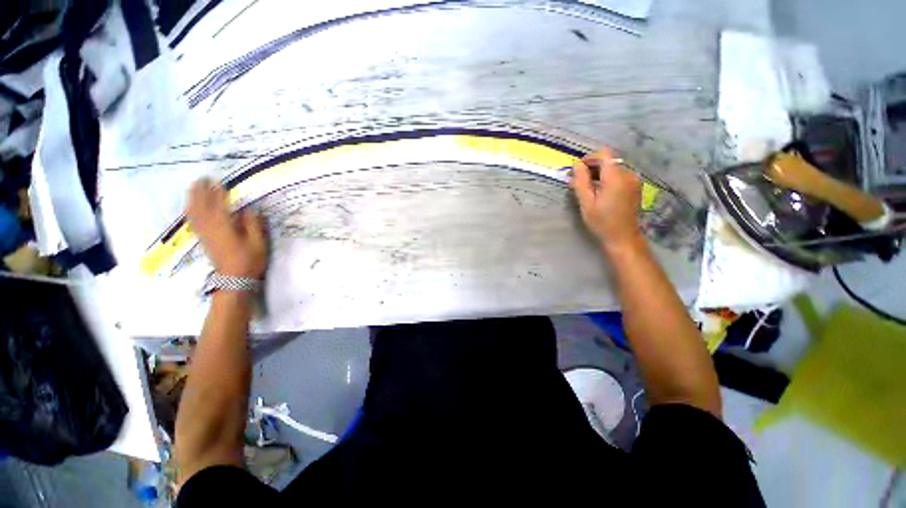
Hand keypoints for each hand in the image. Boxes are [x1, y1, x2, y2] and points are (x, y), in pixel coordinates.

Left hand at [186, 179, 267, 277]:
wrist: (234, 279)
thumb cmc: (250, 260)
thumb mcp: (258, 242)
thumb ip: (253, 224)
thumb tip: (249, 209)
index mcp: (224, 227)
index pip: (219, 205)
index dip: (218, 193)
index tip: (220, 181)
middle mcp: (210, 227)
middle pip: (201, 205)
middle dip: (200, 191)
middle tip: (203, 179)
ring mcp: (204, 233)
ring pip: (193, 212)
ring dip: (193, 198)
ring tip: (195, 188)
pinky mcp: (203, 239)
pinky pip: (193, 220)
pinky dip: (191, 210)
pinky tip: (193, 206)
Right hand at [571, 147, 643, 250]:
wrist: (623, 237)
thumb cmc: (602, 222)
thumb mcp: (586, 203)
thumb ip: (581, 181)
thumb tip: (576, 164)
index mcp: (616, 178)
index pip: (604, 154)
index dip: (589, 158)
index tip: (578, 170)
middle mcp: (628, 174)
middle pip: (609, 160)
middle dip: (592, 167)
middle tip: (578, 181)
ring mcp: (634, 180)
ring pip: (613, 168)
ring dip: (599, 174)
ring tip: (587, 189)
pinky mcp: (635, 186)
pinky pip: (619, 175)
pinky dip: (607, 179)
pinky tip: (599, 192)